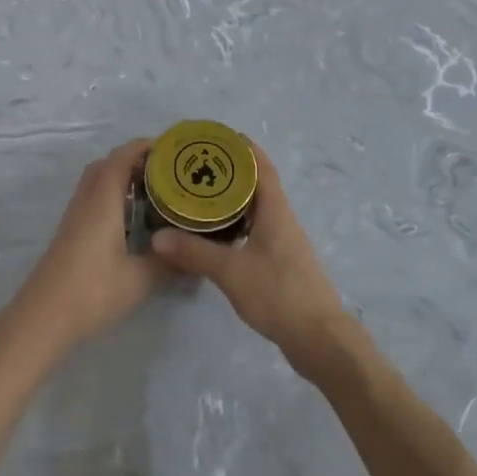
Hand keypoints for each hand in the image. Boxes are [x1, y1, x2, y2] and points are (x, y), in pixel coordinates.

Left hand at [11, 139, 162, 353]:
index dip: (144, 147)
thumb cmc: (92, 291)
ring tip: (153, 194)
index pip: (121, 157)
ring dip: (121, 180)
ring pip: (96, 184)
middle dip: (133, 161)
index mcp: (102, 200)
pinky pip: (92, 202)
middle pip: (106, 165)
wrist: (42, 318)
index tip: (171, 149)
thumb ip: (167, 261)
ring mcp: (74, 218)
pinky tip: (130, 222)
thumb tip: (192, 252)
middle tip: (164, 173)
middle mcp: (86, 201)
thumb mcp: (140, 278)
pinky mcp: (69, 235)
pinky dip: (112, 199)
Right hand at [150, 142, 349, 378]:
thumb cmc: (279, 294)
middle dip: (229, 172)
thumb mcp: (231, 271)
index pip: (260, 166)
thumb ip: (194, 252)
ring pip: (255, 209)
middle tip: (194, 167)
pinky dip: (235, 224)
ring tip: (198, 197)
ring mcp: (283, 242)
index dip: (242, 147)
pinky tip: (214, 235)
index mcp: (275, 210)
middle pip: (256, 184)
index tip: (215, 137)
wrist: (319, 338)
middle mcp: (281, 219)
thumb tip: (157, 237)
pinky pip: (255, 230)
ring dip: (231, 199)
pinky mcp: (280, 263)